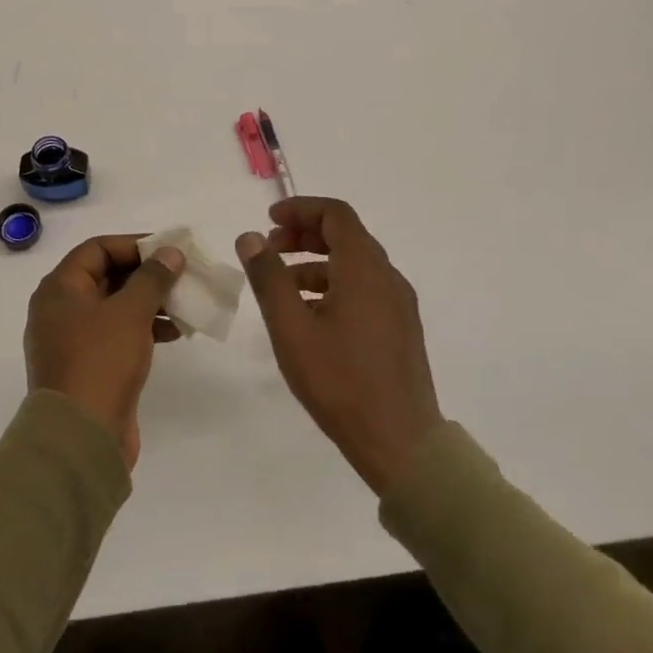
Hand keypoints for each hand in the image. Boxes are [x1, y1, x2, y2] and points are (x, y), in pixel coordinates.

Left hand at [25, 236, 184, 469]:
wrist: (80, 438)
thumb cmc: (100, 361)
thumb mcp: (130, 312)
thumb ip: (152, 277)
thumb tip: (170, 252)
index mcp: (59, 289)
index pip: (97, 249)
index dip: (134, 244)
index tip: (168, 251)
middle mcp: (60, 310)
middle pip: (107, 277)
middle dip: (147, 275)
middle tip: (182, 276)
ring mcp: (72, 341)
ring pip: (115, 307)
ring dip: (150, 303)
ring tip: (184, 306)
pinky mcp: (87, 367)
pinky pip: (117, 335)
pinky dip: (143, 328)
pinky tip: (174, 334)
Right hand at [237, 198, 443, 495]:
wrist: (401, 443)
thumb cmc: (340, 381)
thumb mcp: (291, 328)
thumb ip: (269, 278)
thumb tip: (251, 237)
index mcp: (364, 269)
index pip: (336, 214)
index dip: (300, 209)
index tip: (269, 221)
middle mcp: (387, 277)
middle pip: (346, 236)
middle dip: (305, 234)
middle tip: (270, 249)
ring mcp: (399, 304)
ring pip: (355, 264)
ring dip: (317, 262)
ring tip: (282, 285)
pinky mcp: (400, 328)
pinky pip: (365, 288)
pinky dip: (334, 285)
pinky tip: (310, 315)